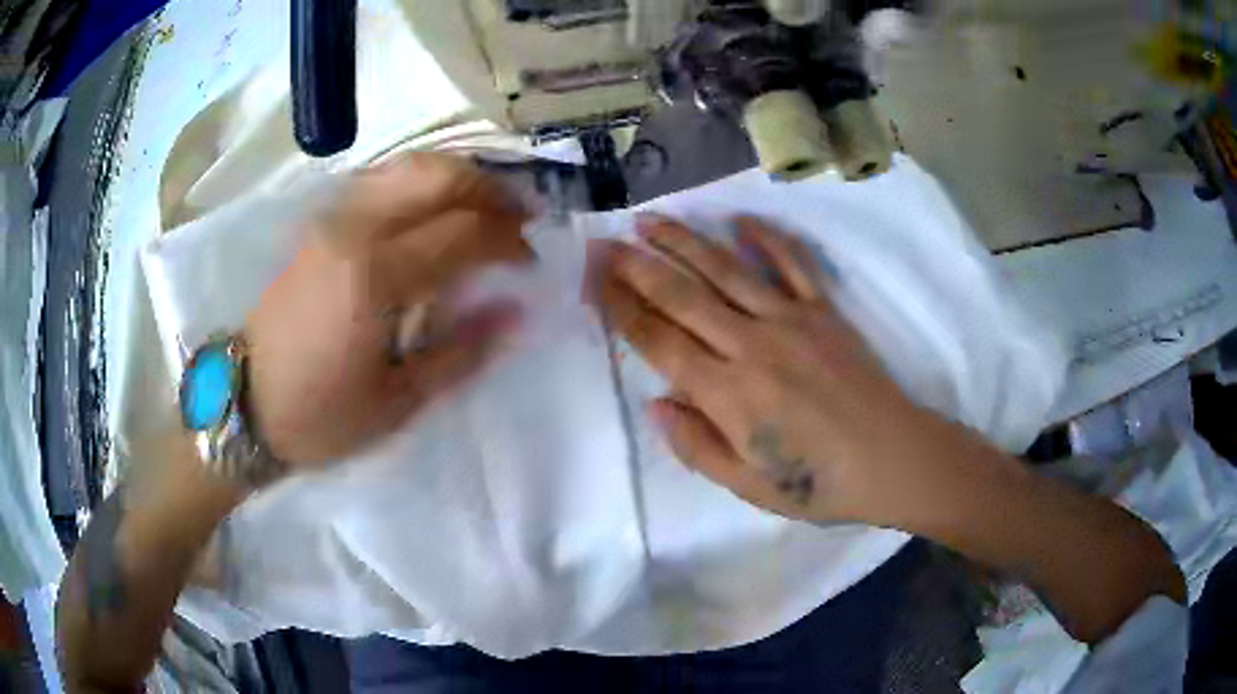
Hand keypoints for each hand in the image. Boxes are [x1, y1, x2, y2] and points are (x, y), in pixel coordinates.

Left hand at [246, 153, 529, 466]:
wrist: (245, 402)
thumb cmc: (320, 415)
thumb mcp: (398, 403)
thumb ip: (461, 352)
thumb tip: (516, 311)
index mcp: (374, 277)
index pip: (463, 231)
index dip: (507, 240)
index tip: (529, 261)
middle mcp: (354, 229)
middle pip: (439, 176)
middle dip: (492, 190)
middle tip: (521, 217)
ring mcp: (332, 218)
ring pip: (409, 166)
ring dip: (458, 177)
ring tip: (487, 205)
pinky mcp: (319, 222)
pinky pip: (382, 179)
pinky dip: (421, 181)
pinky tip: (436, 206)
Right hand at [595, 215, 957, 526]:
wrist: (892, 460)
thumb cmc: (818, 483)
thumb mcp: (749, 486)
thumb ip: (697, 445)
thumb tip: (656, 403)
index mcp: (728, 394)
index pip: (660, 342)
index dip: (622, 309)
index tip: (594, 281)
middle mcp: (752, 346)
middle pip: (683, 297)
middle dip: (638, 267)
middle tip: (605, 242)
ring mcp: (791, 321)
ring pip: (727, 270)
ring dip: (685, 242)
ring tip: (652, 220)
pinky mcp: (824, 311)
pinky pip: (793, 265)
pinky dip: (767, 239)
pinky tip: (741, 221)